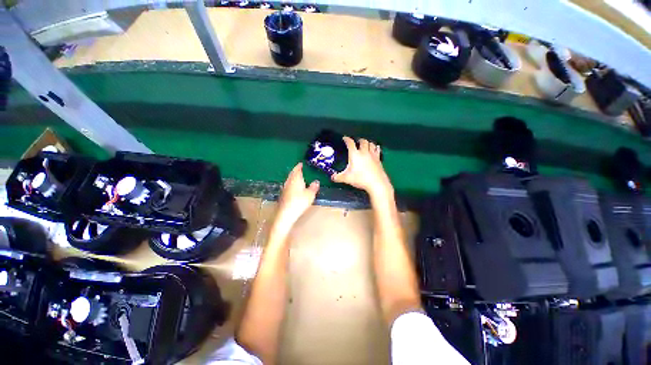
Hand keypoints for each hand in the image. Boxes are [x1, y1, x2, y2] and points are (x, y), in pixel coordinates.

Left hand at [274, 163, 319, 229]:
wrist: (285, 214)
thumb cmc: (299, 202)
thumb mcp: (310, 195)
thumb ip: (313, 187)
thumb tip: (316, 181)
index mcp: (296, 179)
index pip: (297, 170)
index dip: (299, 166)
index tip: (301, 164)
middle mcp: (289, 182)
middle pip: (292, 174)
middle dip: (295, 171)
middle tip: (299, 169)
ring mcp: (285, 188)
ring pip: (289, 180)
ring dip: (293, 177)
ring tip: (297, 177)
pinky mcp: (283, 195)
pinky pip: (288, 186)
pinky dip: (291, 184)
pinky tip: (293, 187)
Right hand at [332, 137, 392, 198]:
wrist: (376, 183)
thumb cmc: (360, 179)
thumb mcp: (346, 178)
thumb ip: (338, 177)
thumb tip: (332, 177)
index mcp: (355, 154)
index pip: (350, 143)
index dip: (347, 139)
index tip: (345, 138)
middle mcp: (364, 152)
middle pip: (362, 141)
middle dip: (359, 140)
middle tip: (356, 142)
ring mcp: (372, 155)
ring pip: (371, 144)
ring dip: (367, 143)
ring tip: (365, 144)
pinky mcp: (378, 159)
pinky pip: (377, 150)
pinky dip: (375, 147)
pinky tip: (375, 148)